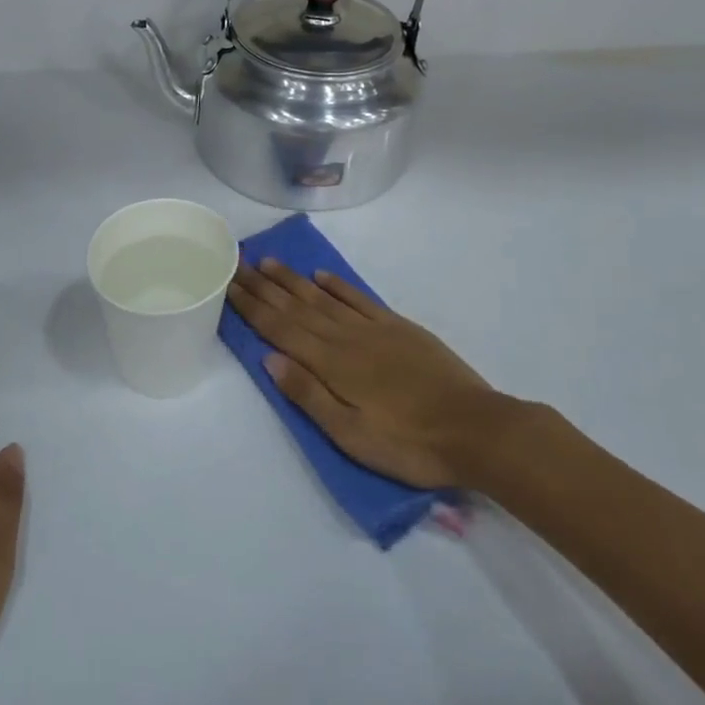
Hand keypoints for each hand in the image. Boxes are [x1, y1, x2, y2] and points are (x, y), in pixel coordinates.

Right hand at [227, 260, 530, 488]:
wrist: (475, 429)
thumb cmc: (408, 443)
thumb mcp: (351, 435)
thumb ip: (309, 395)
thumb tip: (269, 358)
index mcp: (331, 364)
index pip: (280, 329)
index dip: (252, 307)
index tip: (229, 284)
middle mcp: (346, 337)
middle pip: (296, 307)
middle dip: (264, 286)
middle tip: (238, 262)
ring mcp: (373, 329)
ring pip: (323, 297)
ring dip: (293, 280)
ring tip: (269, 262)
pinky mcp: (399, 328)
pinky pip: (359, 299)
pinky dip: (337, 285)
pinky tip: (321, 275)